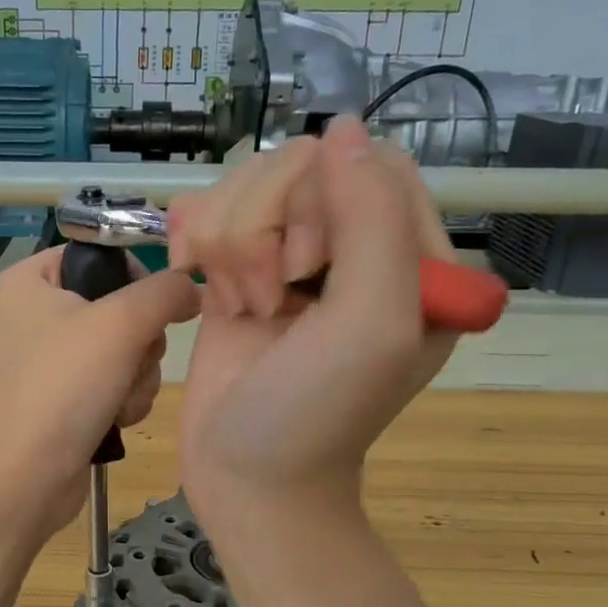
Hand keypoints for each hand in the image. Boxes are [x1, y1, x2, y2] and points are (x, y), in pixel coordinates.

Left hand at [0, 246, 200, 537]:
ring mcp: (51, 359)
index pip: (99, 255)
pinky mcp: (65, 397)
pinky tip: (114, 419)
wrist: (25, 480)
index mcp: (30, 281)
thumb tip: (193, 286)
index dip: (134, 278)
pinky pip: (115, 381)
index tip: (151, 308)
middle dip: (138, 343)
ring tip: (117, 400)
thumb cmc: (62, 388)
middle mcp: (36, 314)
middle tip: (128, 363)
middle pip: (120, 306)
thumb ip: (165, 292)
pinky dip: (124, 400)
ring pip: (126, 349)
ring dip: (136, 377)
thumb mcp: (120, 324)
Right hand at [168, 117, 457, 521]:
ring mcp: (290, 257)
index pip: (367, 165)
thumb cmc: (316, 413)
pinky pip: (212, 212)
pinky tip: (201, 284)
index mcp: (411, 256)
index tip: (302, 270)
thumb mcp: (371, 322)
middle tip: (267, 299)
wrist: (247, 477)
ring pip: (248, 186)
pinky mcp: (239, 272)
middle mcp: (353, 248)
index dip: (320, 201)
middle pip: (299, 167)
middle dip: (265, 228)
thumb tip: (342, 129)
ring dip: (229, 245)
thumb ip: (372, 218)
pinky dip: (196, 243)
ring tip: (239, 308)